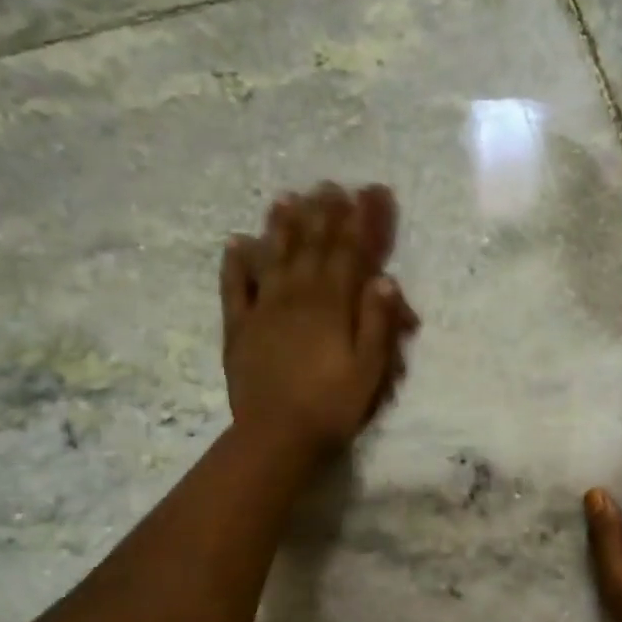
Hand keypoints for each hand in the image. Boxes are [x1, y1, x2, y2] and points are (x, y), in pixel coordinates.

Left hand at [220, 183, 418, 459]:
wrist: (277, 436)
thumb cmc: (333, 406)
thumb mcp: (370, 370)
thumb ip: (377, 323)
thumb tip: (386, 279)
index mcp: (332, 306)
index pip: (351, 252)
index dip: (363, 220)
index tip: (372, 192)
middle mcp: (297, 297)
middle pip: (312, 246)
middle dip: (324, 213)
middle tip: (330, 186)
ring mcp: (264, 310)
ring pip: (274, 257)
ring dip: (282, 226)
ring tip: (287, 198)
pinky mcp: (239, 328)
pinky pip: (235, 287)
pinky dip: (236, 263)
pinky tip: (237, 242)